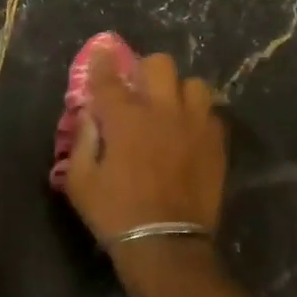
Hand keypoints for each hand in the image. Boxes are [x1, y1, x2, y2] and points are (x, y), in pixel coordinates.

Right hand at [64, 47, 226, 274]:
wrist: (166, 244)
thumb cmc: (115, 213)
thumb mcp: (80, 181)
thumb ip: (83, 140)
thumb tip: (89, 115)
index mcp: (125, 119)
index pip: (110, 78)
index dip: (102, 61)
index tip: (101, 52)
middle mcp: (162, 112)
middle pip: (159, 65)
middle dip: (144, 70)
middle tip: (138, 86)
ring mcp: (195, 126)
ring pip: (193, 84)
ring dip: (177, 90)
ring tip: (169, 107)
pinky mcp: (216, 144)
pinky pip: (211, 113)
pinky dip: (197, 115)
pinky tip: (188, 131)